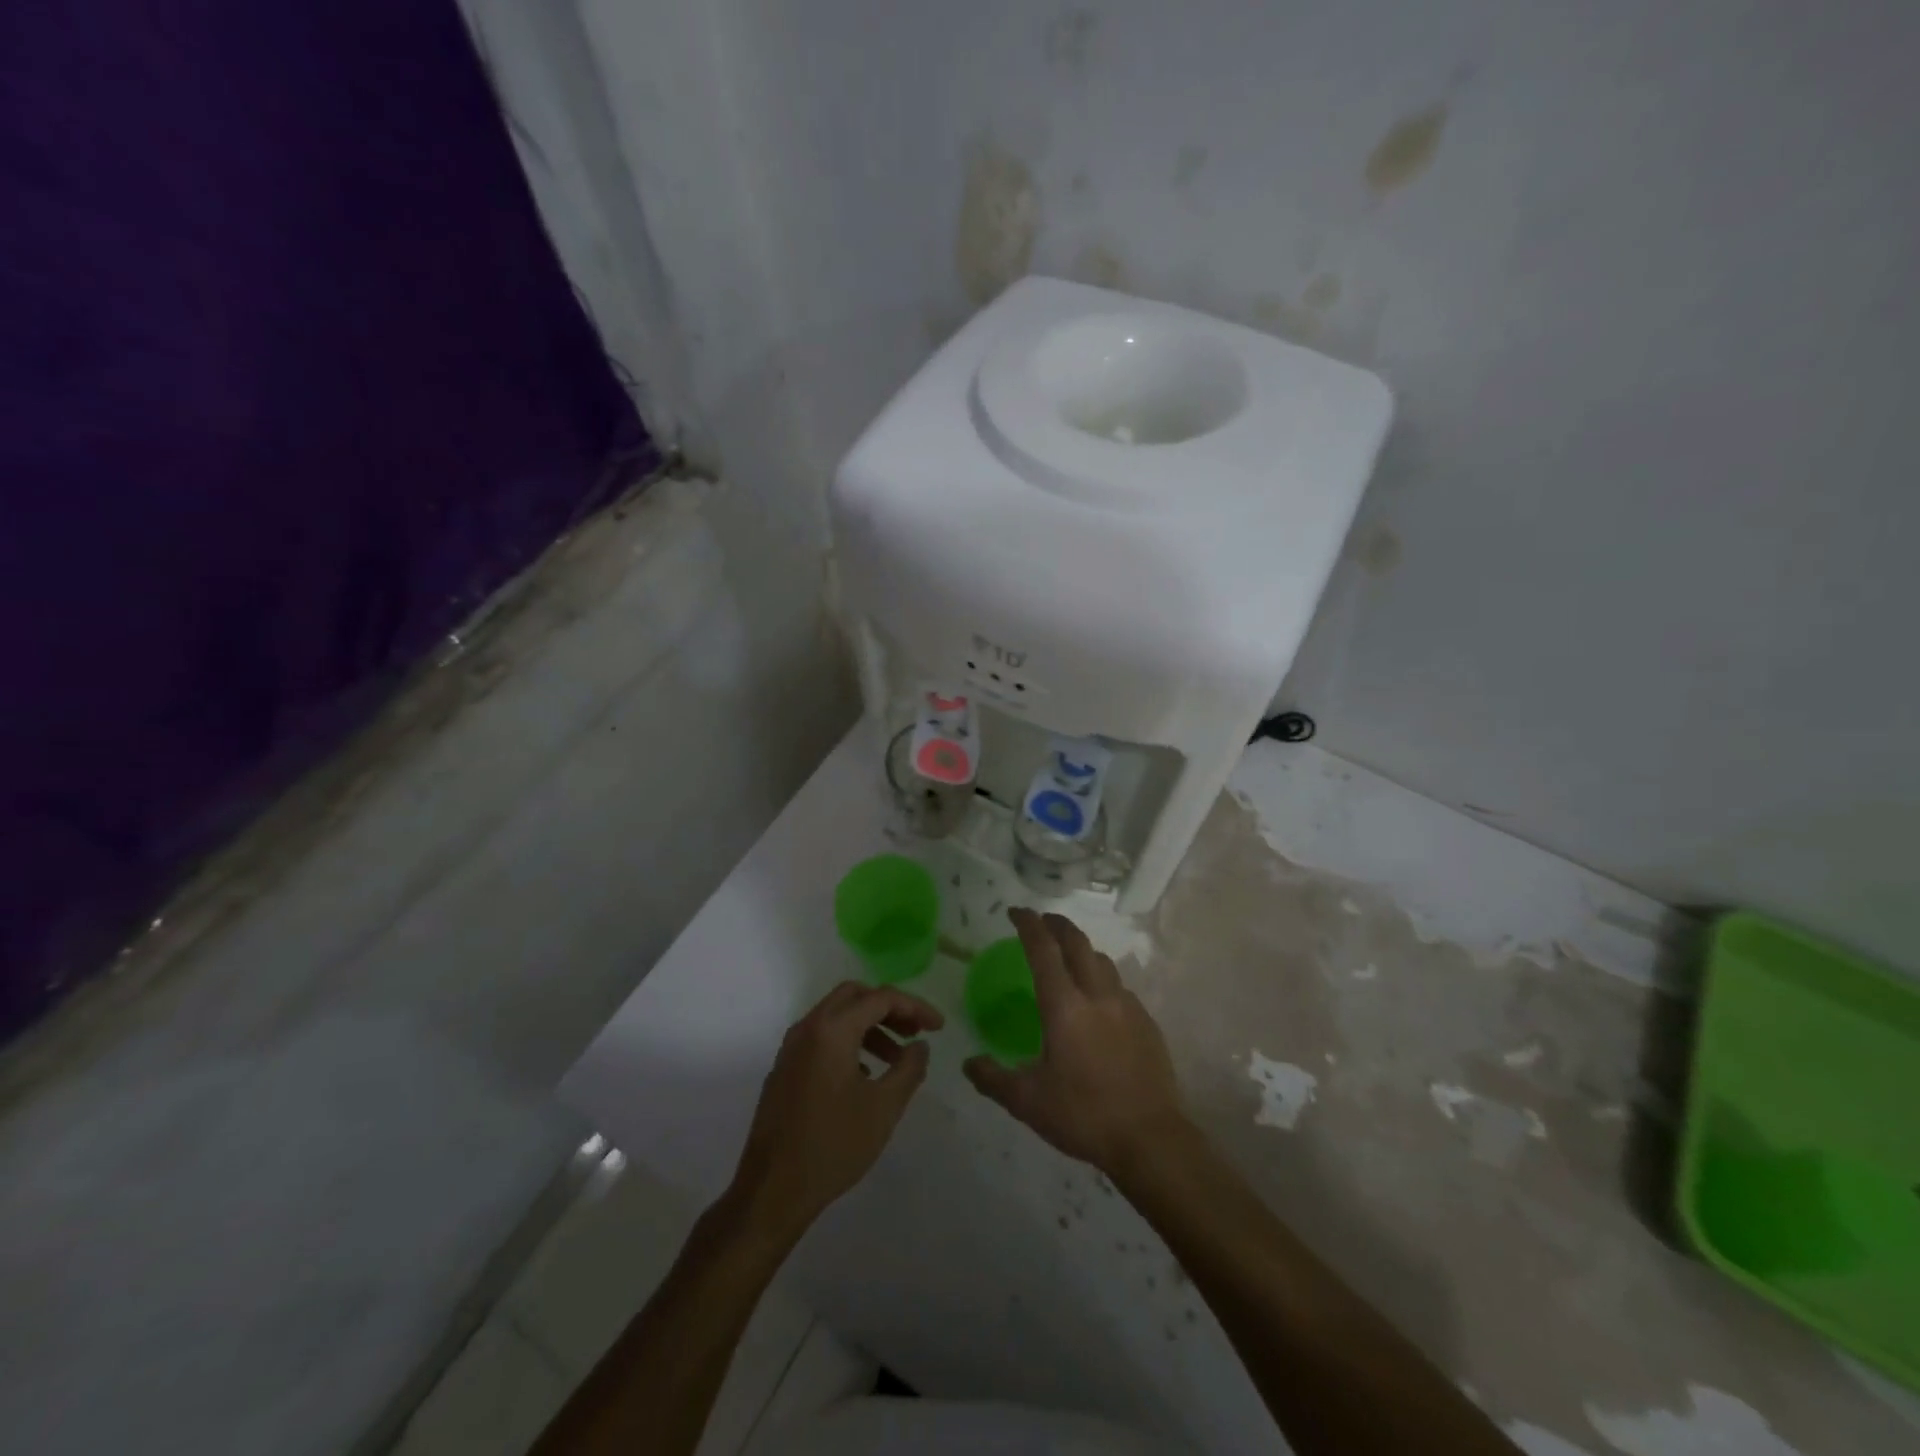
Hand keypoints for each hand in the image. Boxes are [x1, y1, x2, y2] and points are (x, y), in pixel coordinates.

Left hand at [730, 981, 944, 1236]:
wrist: (771, 1191)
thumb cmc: (833, 1146)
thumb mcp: (883, 1108)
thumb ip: (909, 1069)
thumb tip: (920, 1045)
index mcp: (832, 1030)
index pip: (881, 998)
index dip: (915, 1007)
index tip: (939, 1027)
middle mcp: (808, 1028)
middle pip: (855, 996)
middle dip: (889, 1008)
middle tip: (914, 1031)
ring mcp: (791, 1048)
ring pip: (836, 1016)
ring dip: (870, 1026)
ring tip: (896, 1059)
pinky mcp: (784, 1069)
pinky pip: (821, 1037)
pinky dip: (848, 1041)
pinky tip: (864, 1075)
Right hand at [964, 908, 1190, 1176]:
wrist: (1151, 1139)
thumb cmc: (1084, 1116)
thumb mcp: (1028, 1102)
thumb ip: (993, 1078)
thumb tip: (968, 1063)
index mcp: (1064, 1006)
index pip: (1043, 950)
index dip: (1028, 924)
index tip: (1016, 911)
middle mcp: (1097, 995)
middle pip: (1077, 942)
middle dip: (1057, 924)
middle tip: (1042, 921)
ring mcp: (1127, 1006)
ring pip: (1102, 961)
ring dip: (1082, 949)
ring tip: (1069, 957)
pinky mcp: (1147, 1022)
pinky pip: (1120, 987)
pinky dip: (1102, 980)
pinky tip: (1098, 1002)